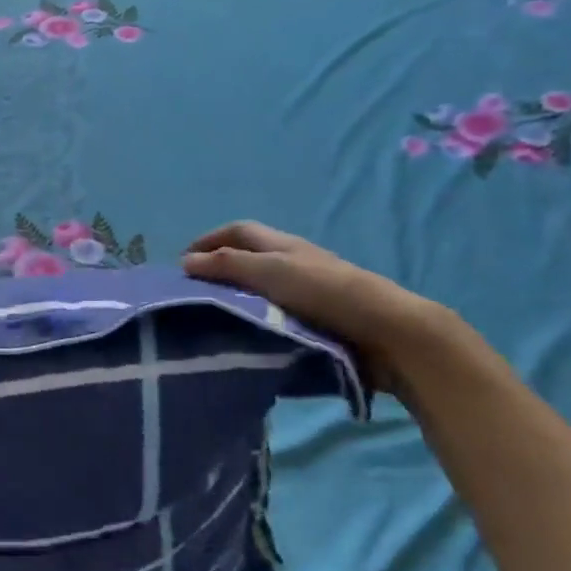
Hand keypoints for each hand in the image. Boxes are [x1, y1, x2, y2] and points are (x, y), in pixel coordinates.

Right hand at [182, 222, 441, 387]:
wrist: (388, 333)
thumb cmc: (327, 293)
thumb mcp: (272, 272)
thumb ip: (229, 265)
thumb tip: (186, 262)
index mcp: (283, 246)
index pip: (238, 232)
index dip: (209, 240)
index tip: (181, 262)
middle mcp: (293, 264)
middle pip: (249, 259)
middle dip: (219, 270)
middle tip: (192, 294)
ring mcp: (307, 294)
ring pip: (261, 290)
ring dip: (236, 299)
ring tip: (211, 319)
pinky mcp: (317, 323)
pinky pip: (276, 317)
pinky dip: (256, 322)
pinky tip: (244, 339)